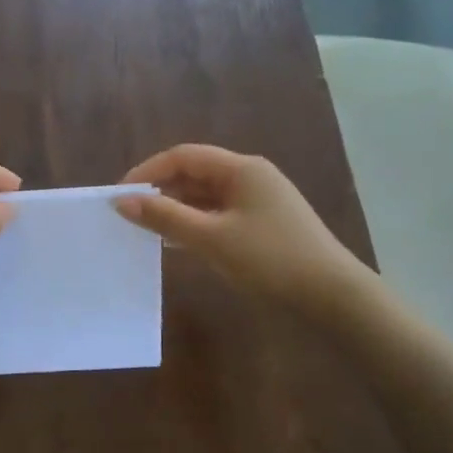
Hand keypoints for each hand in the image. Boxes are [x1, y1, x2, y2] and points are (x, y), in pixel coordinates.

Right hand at [115, 144, 375, 317]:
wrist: (332, 296)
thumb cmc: (270, 259)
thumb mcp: (212, 238)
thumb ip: (165, 217)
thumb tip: (122, 201)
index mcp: (241, 169)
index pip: (183, 156)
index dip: (147, 172)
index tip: (120, 197)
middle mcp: (250, 177)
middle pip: (194, 173)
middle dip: (160, 190)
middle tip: (129, 215)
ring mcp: (259, 202)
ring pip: (206, 197)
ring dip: (176, 209)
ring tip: (146, 229)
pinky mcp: (263, 225)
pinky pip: (219, 215)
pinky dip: (195, 224)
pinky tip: (177, 243)